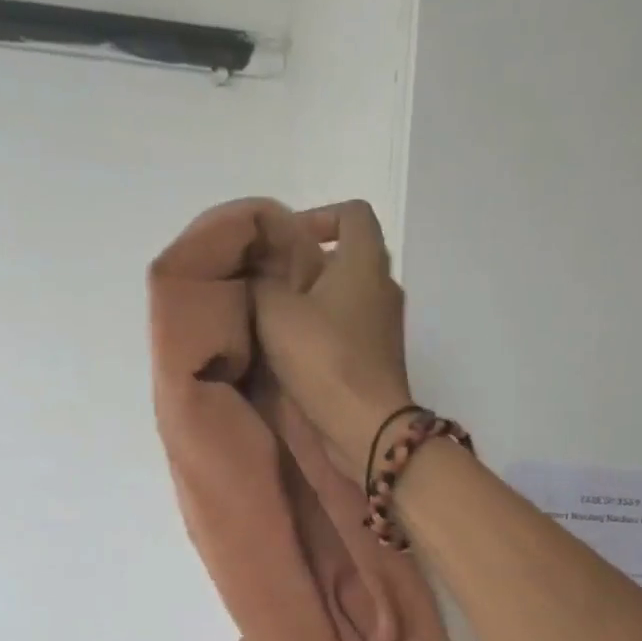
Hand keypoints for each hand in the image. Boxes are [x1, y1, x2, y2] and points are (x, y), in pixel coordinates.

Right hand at [254, 200, 413, 478]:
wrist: (366, 427)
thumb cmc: (325, 358)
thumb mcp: (276, 312)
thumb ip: (260, 282)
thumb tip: (255, 272)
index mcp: (365, 262)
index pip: (354, 213)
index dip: (320, 215)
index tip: (288, 240)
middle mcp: (384, 287)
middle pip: (348, 257)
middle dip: (309, 264)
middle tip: (272, 282)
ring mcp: (386, 326)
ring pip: (348, 296)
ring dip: (315, 302)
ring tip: (276, 319)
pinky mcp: (380, 358)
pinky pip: (350, 329)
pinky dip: (325, 330)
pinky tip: (295, 350)